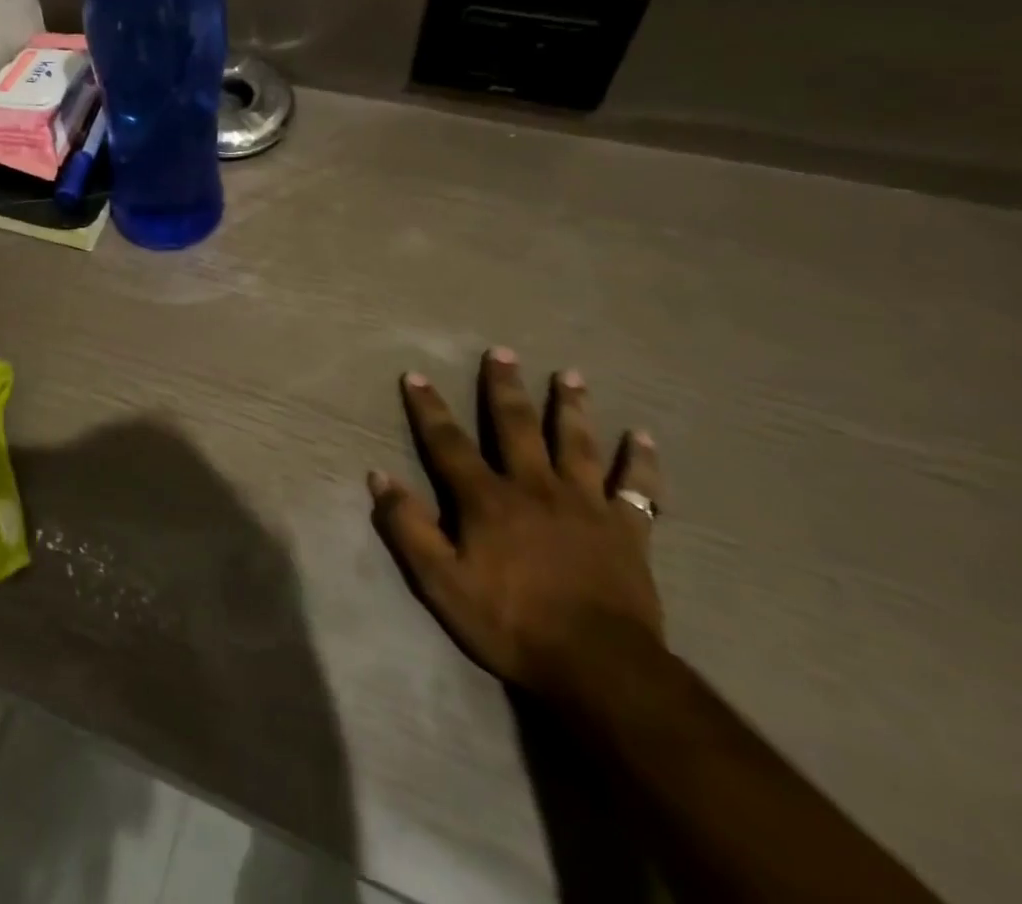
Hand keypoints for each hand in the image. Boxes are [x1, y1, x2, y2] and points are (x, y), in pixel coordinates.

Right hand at [367, 349, 663, 699]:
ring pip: (576, 444)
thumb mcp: (441, 583)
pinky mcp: (627, 531)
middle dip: (504, 387)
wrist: (600, 669)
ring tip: (570, 375)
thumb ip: (408, 527)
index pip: (448, 443)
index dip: (429, 408)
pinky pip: (637, 489)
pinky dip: (641, 462)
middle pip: (516, 426)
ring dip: (571, 407)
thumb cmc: (511, 624)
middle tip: (501, 352)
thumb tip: (378, 476)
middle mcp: (535, 487)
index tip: (415, 375)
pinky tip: (643, 437)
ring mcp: (585, 506)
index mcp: (487, 499)